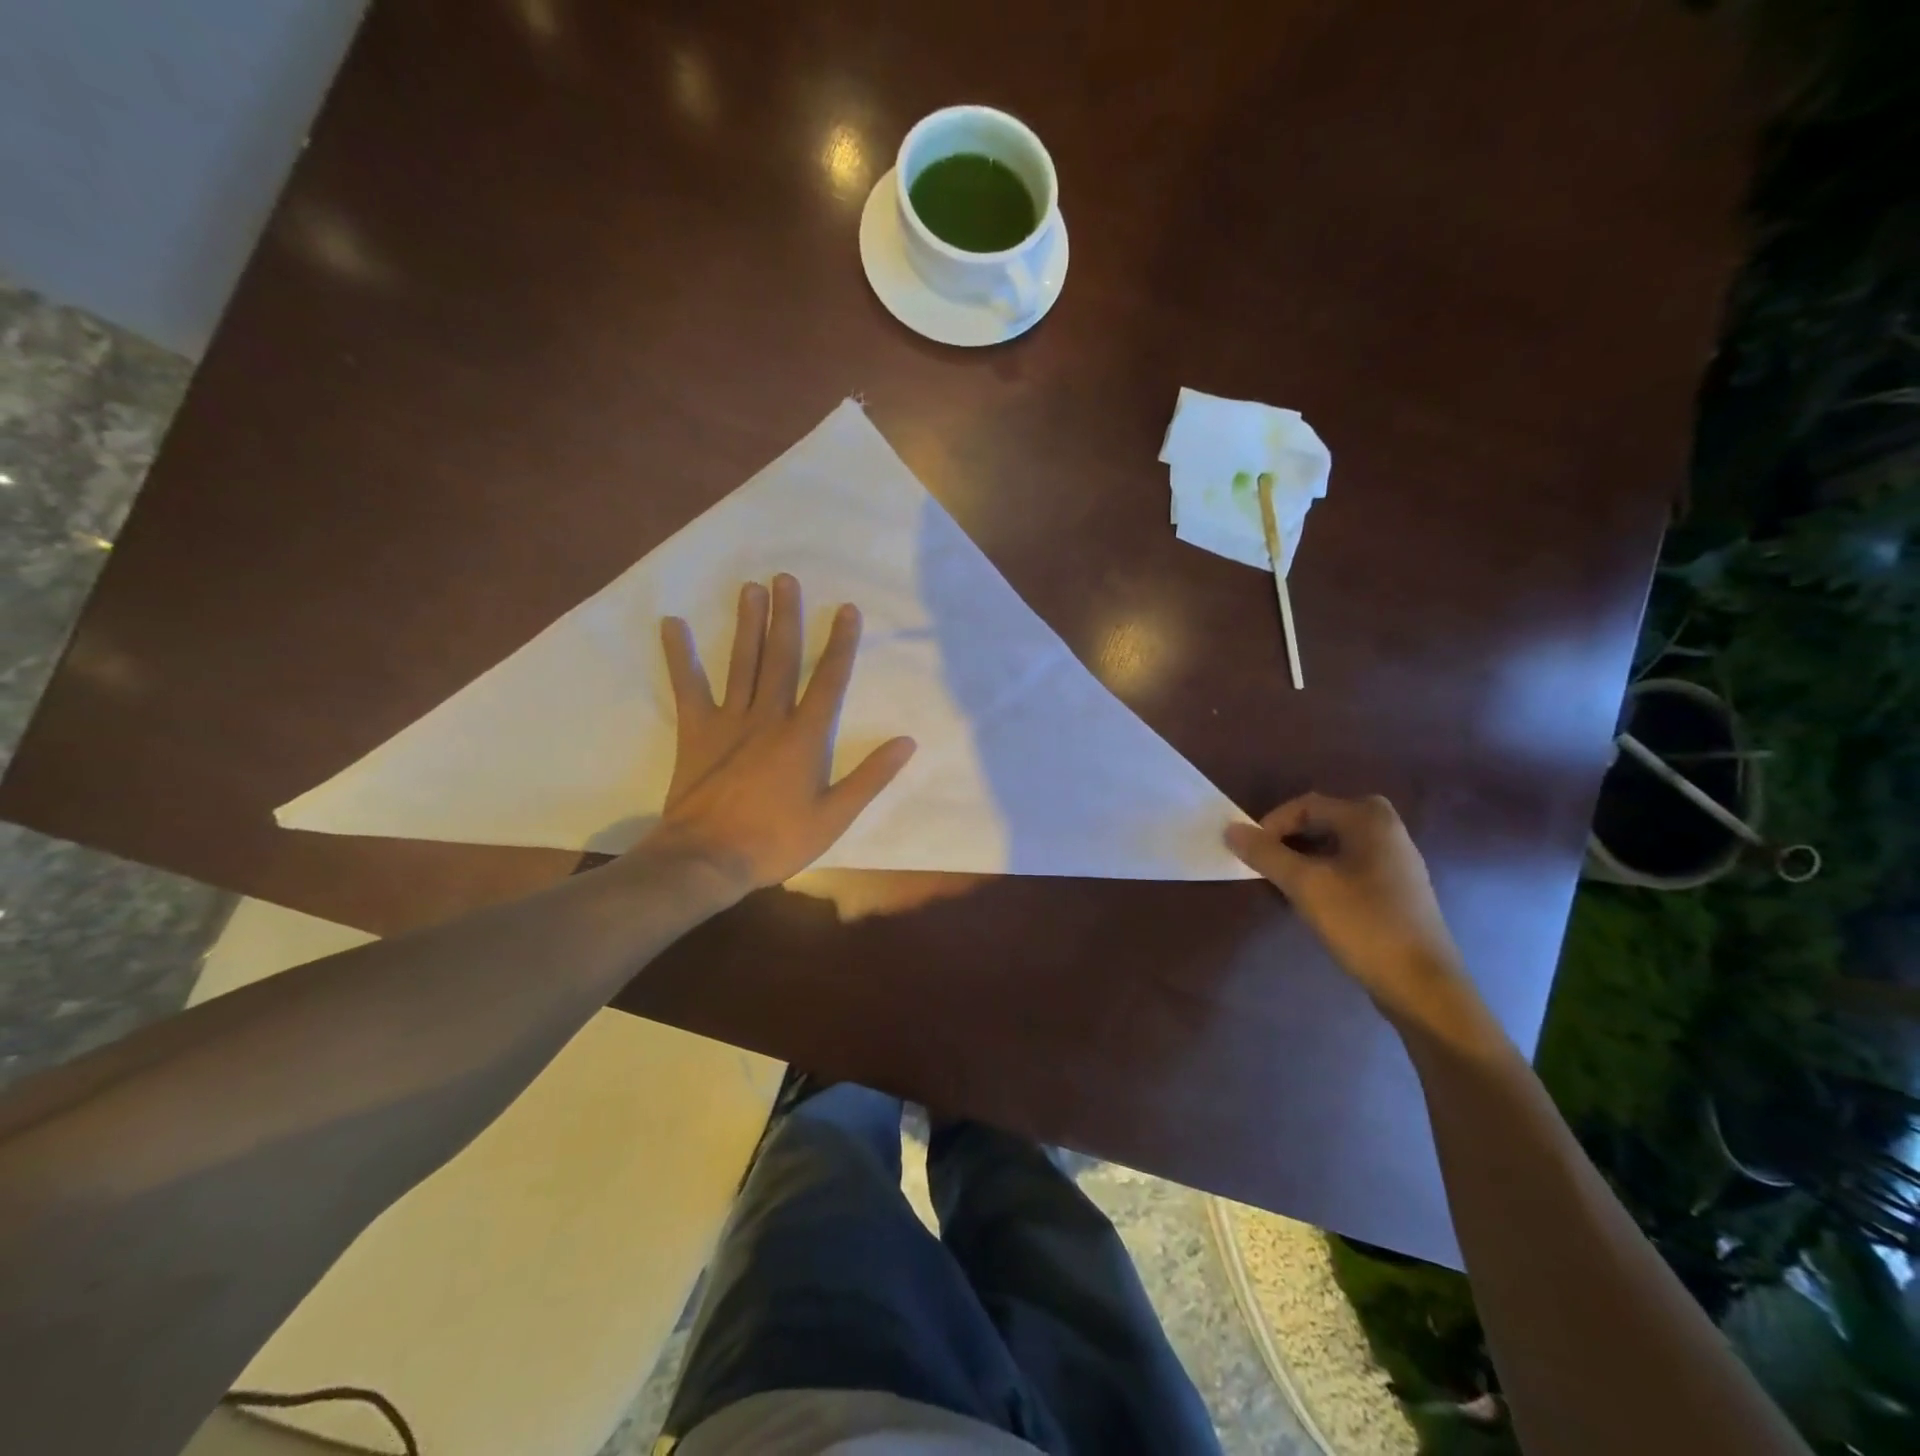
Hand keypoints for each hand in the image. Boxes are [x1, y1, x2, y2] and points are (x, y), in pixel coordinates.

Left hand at [648, 575, 915, 894]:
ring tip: (750, 588)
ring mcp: (729, 721)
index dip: (840, 643)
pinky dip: (680, 656)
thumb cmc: (777, 840)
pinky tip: (673, 624)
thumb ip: (870, 777)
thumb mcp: (835, 816)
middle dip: (786, 617)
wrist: (708, 859)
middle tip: (786, 578)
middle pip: (781, 659)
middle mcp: (768, 718)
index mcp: (804, 737)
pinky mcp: (696, 732)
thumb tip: (906, 742)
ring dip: (747, 624)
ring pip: (742, 663)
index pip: (829, 680)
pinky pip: (688, 687)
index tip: (846, 609)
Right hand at [1226, 793, 1467, 1028]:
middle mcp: (1388, 830)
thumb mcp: (1305, 885)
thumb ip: (1265, 854)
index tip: (1252, 855)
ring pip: (1336, 845)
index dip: (1272, 825)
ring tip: (1285, 885)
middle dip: (1288, 840)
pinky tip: (1316, 901)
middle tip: (1267, 866)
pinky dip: (1326, 874)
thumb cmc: (1362, 923)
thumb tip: (1230, 829)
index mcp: (1369, 819)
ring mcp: (1397, 861)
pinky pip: (1352, 866)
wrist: (1421, 984)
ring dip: (1305, 858)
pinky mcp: (1399, 889)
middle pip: (1323, 821)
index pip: (1306, 805)